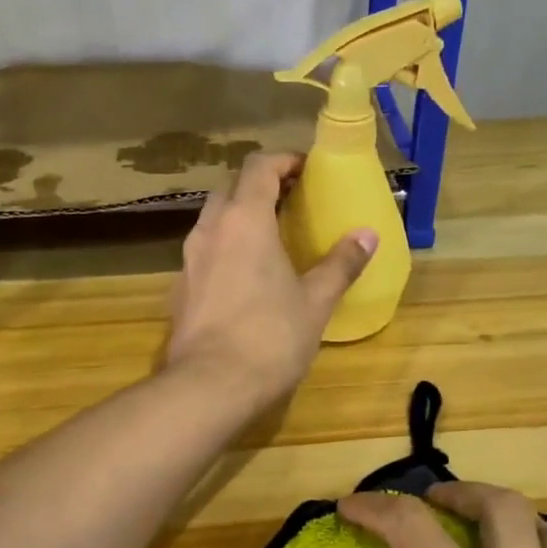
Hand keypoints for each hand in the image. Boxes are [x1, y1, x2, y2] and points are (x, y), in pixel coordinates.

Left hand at [166, 152, 376, 408]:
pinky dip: (225, 248)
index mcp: (245, 220)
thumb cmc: (270, 337)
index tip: (307, 171)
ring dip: (239, 217)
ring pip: (213, 220)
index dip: (285, 161)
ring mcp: (189, 260)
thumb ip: (340, 264)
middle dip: (259, 185)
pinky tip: (245, 277)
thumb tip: (367, 235)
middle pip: (230, 187)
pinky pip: (204, 253)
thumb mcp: (315, 302)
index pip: (259, 166)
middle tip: (290, 202)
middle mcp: (210, 230)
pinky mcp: (180, 290)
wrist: (210, 386)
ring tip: (270, 238)